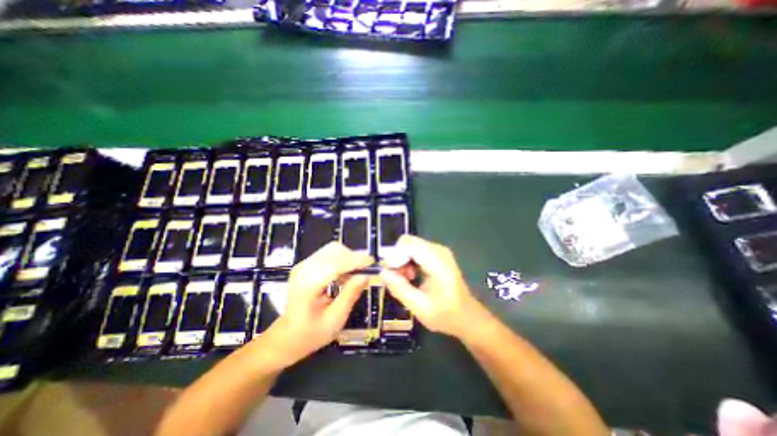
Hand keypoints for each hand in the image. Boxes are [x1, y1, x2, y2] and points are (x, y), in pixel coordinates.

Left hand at [261, 242, 371, 367]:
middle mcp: (304, 269)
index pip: (335, 264)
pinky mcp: (307, 265)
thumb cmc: (310, 334)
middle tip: (367, 271)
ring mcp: (304, 265)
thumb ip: (350, 295)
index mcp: (308, 285)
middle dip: (354, 258)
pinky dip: (342, 260)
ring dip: (349, 258)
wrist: (286, 337)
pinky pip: (329, 254)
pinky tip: (347, 274)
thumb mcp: (334, 320)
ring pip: (333, 249)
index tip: (373, 263)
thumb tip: (366, 275)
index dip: (356, 261)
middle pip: (335, 251)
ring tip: (358, 273)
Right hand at [378, 236, 482, 338]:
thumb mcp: (420, 307)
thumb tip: (382, 273)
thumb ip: (400, 288)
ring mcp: (438, 251)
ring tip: (406, 280)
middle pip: (408, 242)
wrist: (467, 317)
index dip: (394, 256)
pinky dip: (409, 262)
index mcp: (437, 261)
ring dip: (402, 261)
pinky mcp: (437, 255)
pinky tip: (412, 277)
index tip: (389, 274)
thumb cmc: (446, 315)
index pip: (408, 245)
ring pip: (410, 246)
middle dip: (397, 258)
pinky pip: (415, 251)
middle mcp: (438, 250)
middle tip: (398, 279)